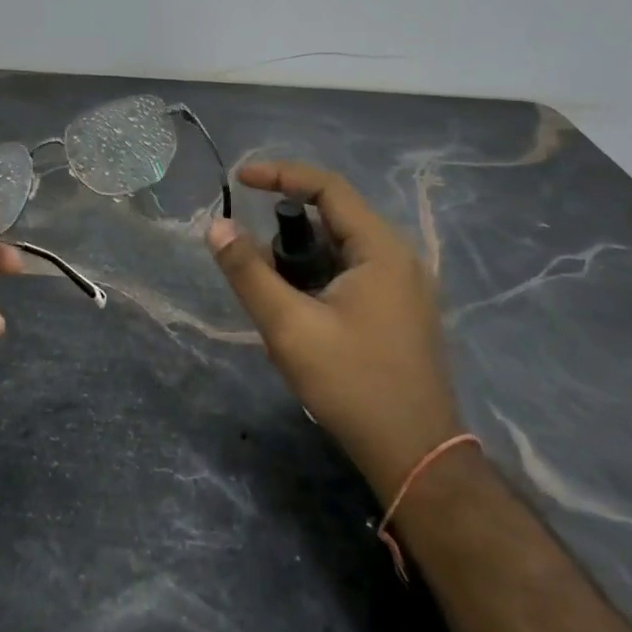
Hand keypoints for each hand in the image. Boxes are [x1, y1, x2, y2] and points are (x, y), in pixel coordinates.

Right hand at [207, 161, 461, 495]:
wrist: (416, 457)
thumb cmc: (352, 384)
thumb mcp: (289, 326)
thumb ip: (248, 271)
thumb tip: (216, 225)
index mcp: (380, 249)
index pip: (327, 188)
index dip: (280, 175)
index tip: (239, 180)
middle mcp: (398, 258)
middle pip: (334, 217)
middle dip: (286, 227)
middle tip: (251, 252)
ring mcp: (405, 288)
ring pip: (341, 249)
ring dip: (301, 257)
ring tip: (271, 290)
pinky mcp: (401, 313)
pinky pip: (352, 273)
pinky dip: (318, 277)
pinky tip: (298, 311)